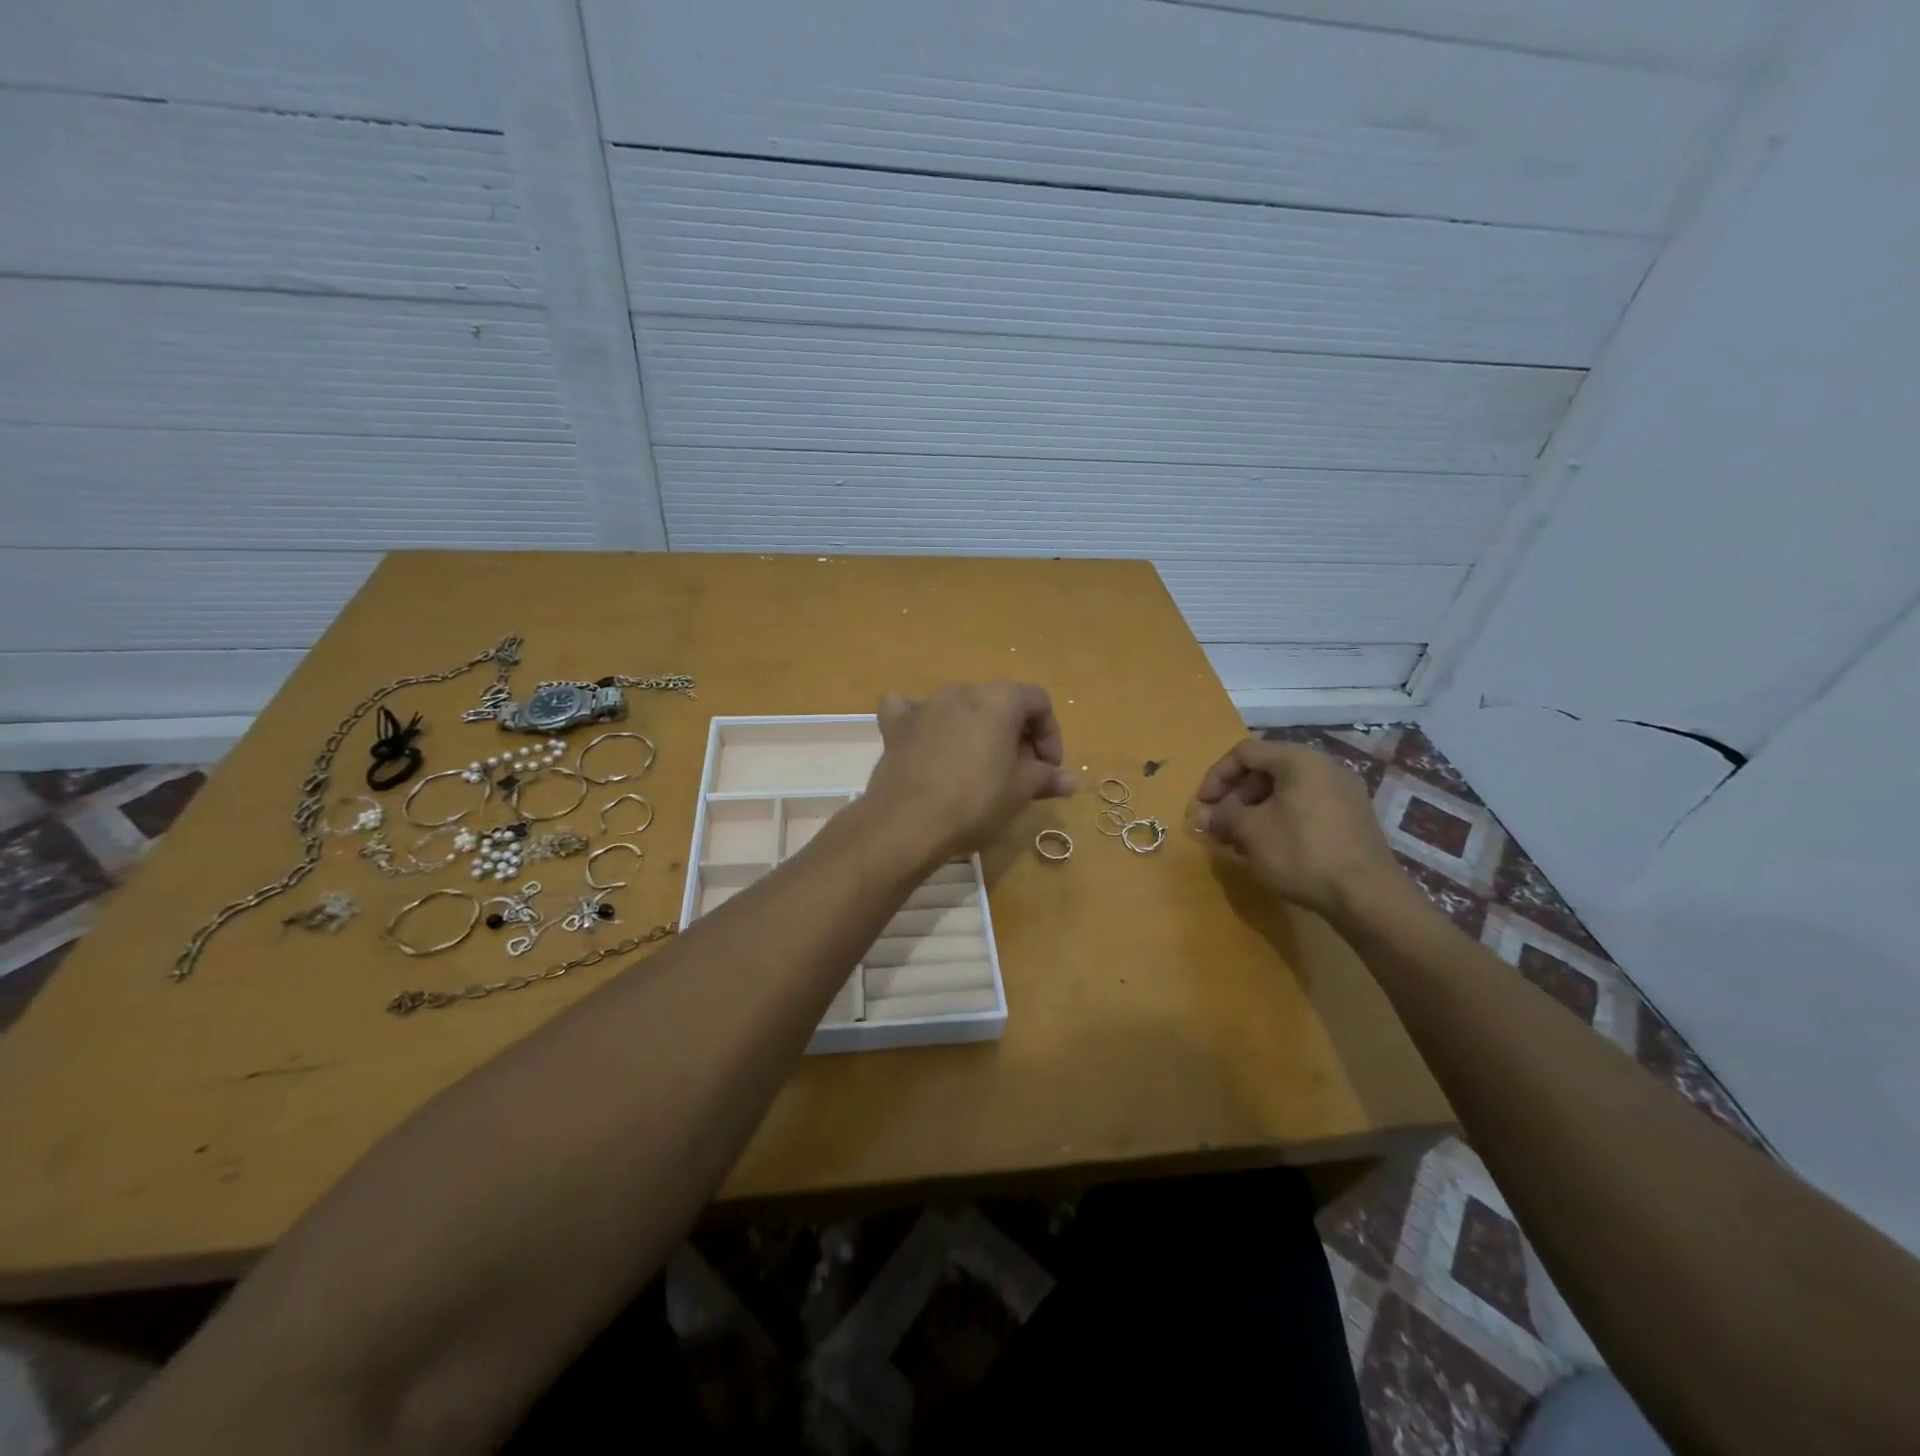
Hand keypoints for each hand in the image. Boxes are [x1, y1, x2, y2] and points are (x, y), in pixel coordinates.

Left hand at [866, 683, 1074, 860]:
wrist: (907, 823)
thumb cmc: (975, 802)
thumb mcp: (1020, 791)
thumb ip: (1046, 778)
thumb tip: (1069, 781)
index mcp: (999, 699)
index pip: (1038, 702)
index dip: (1051, 735)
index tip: (1048, 769)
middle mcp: (961, 691)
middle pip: (1000, 704)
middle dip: (1016, 736)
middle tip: (1020, 775)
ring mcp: (925, 705)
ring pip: (961, 708)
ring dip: (977, 732)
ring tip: (981, 770)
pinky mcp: (896, 725)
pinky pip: (912, 711)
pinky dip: (925, 723)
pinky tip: (927, 741)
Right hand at [1191, 739, 1401, 920]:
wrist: (1367, 896)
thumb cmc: (1301, 852)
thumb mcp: (1251, 832)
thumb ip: (1222, 816)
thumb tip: (1201, 815)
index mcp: (1299, 760)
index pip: (1245, 752)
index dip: (1216, 776)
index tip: (1202, 806)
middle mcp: (1325, 767)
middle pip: (1266, 770)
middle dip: (1235, 797)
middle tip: (1219, 825)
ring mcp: (1344, 793)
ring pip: (1286, 792)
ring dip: (1255, 811)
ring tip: (1239, 841)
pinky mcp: (1353, 819)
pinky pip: (1306, 808)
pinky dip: (1281, 820)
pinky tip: (1271, 849)